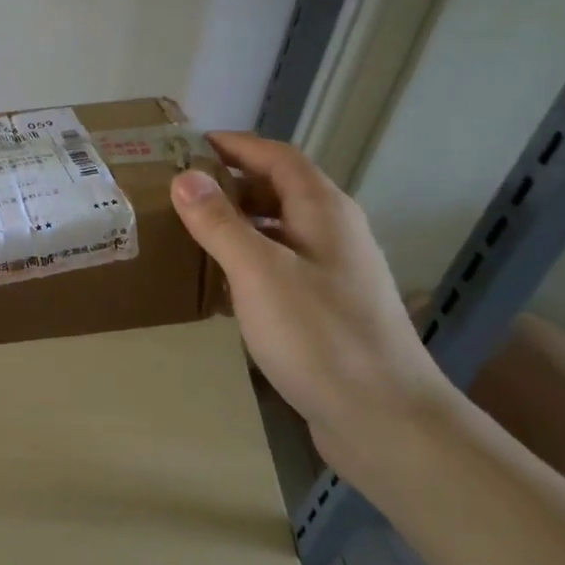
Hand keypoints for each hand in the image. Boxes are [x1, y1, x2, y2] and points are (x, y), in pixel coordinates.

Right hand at [169, 132, 454, 471]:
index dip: (235, 145)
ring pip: (279, 231)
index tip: (188, 145)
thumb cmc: (319, 335)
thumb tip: (185, 176)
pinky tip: (220, 285)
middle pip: (279, 190)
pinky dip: (248, 263)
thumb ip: (219, 221)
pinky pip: (282, 267)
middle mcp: (334, 232)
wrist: (385, 420)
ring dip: (238, 224)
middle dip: (230, 184)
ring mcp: (335, 273)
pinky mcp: (329, 309)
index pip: (277, 156)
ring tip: (190, 232)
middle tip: (179, 191)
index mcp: (323, 210)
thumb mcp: (258, 271)